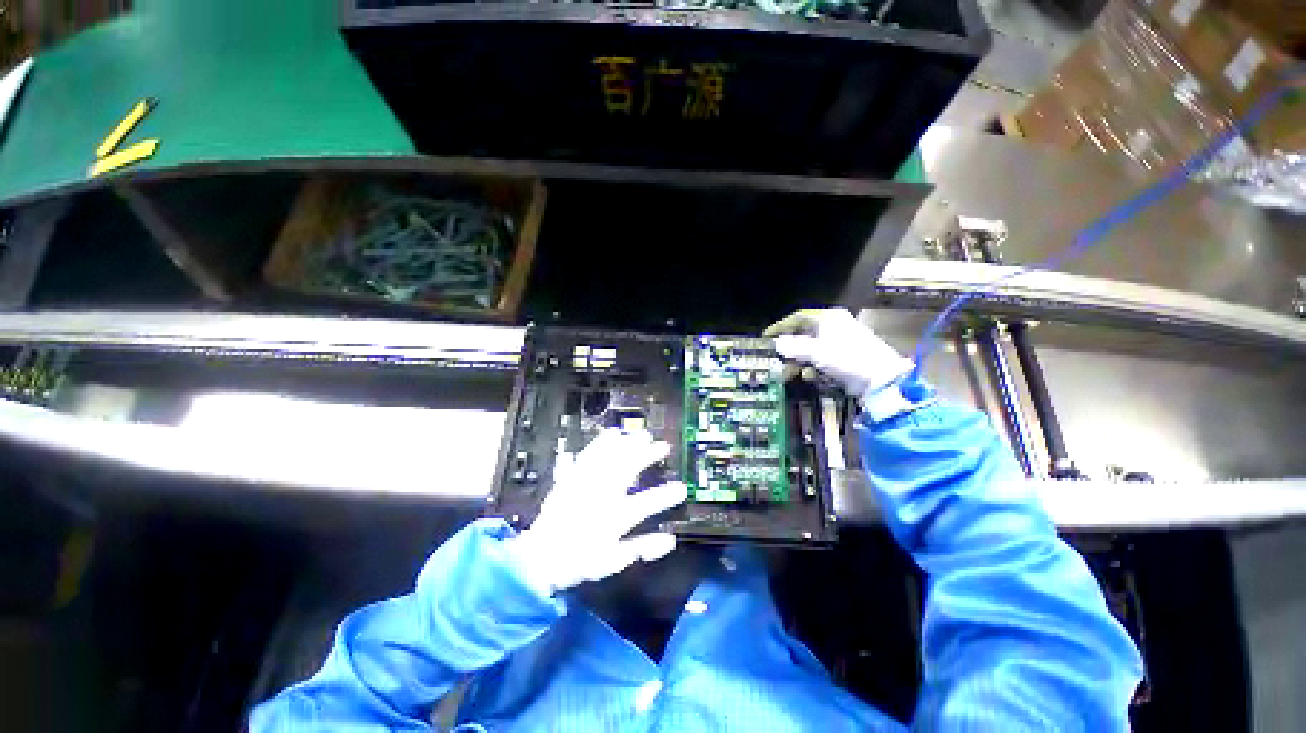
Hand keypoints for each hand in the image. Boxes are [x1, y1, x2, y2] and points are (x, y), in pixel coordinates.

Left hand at [508, 429, 687, 594]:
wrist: (538, 556)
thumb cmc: (577, 561)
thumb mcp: (610, 563)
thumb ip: (640, 550)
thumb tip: (669, 540)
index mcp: (611, 520)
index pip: (644, 505)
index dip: (665, 496)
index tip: (682, 488)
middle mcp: (600, 498)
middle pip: (627, 470)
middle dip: (647, 456)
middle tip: (663, 446)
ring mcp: (584, 485)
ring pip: (609, 459)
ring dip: (628, 445)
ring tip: (641, 434)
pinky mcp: (571, 478)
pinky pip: (588, 455)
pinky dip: (601, 443)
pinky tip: (610, 434)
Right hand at [763, 308, 913, 400]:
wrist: (881, 379)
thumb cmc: (849, 359)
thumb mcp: (817, 352)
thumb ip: (795, 347)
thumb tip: (777, 343)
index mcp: (828, 319)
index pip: (798, 317)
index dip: (780, 327)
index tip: (766, 338)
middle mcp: (833, 327)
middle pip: (802, 335)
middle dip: (789, 350)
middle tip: (776, 360)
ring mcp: (839, 342)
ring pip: (810, 349)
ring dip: (799, 361)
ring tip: (791, 373)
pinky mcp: (843, 357)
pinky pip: (820, 359)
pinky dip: (812, 367)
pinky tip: (811, 376)